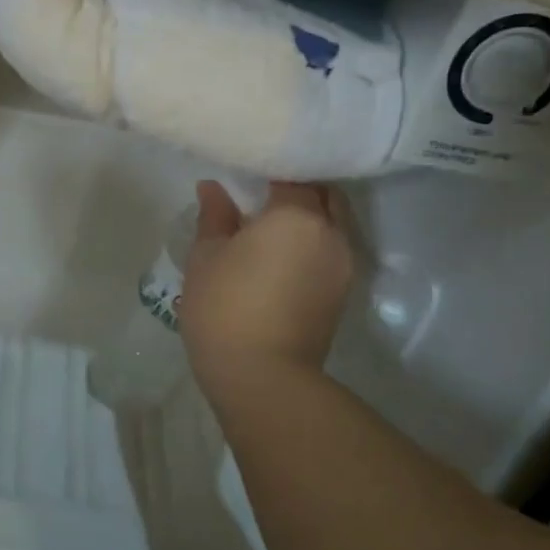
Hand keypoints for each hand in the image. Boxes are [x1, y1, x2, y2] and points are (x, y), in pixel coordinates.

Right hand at [179, 180, 355, 396]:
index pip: (292, 175)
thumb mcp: (206, 257)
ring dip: (309, 218)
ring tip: (271, 226)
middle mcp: (331, 233)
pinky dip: (312, 243)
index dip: (270, 170)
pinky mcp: (342, 294)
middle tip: (262, 194)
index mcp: (298, 215)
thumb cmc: (226, 308)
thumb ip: (214, 216)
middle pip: (323, 195)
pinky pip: (331, 251)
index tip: (247, 174)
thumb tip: (213, 189)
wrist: (262, 379)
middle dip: (298, 189)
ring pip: (332, 224)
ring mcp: (343, 266)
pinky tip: (282, 255)